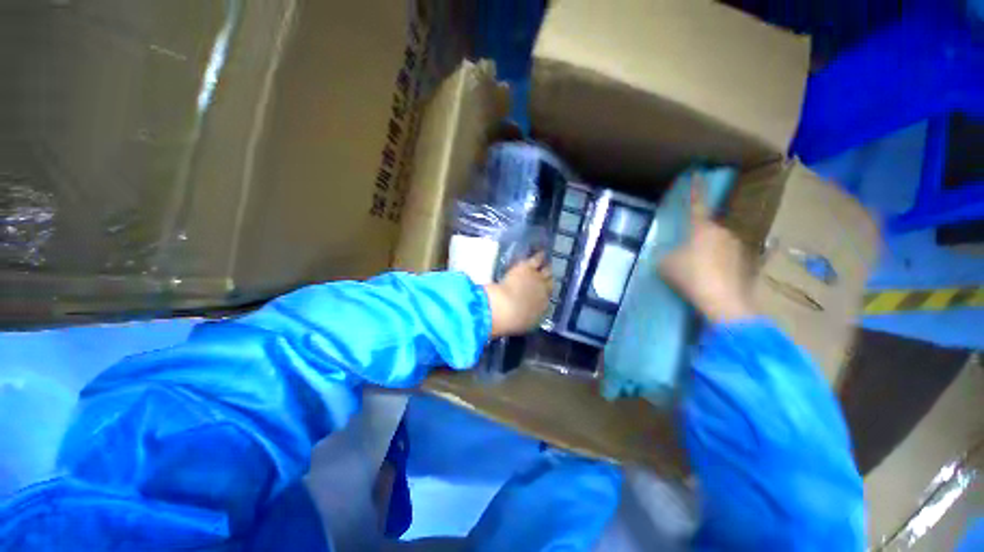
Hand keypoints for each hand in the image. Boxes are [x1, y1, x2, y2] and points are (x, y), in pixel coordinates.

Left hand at [484, 252, 552, 337]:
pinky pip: (538, 259)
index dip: (544, 294)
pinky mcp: (528, 267)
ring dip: (546, 268)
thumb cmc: (512, 320)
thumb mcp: (524, 323)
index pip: (547, 299)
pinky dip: (540, 256)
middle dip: (548, 280)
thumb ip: (529, 317)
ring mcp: (537, 278)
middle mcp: (544, 292)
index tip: (540, 293)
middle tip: (545, 278)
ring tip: (547, 264)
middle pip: (550, 283)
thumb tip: (528, 315)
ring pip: (547, 271)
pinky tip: (541, 253)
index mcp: (542, 307)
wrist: (506, 307)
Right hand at [659, 184, 755, 322]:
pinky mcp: (747, 264)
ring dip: (708, 253)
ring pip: (718, 246)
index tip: (698, 174)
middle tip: (685, 255)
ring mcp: (738, 248)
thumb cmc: (690, 276)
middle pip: (707, 230)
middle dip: (697, 239)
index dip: (695, 190)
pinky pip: (727, 260)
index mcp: (702, 228)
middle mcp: (723, 233)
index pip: (697, 204)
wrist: (722, 301)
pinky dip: (718, 266)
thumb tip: (671, 254)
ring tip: (697, 272)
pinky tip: (711, 280)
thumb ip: (666, 254)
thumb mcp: (665, 264)